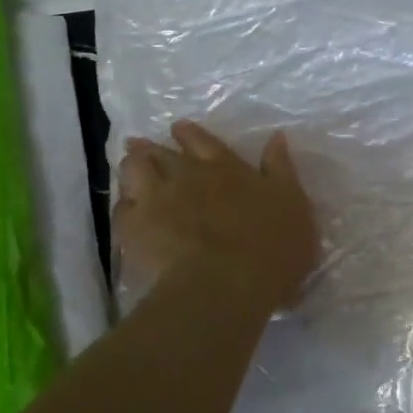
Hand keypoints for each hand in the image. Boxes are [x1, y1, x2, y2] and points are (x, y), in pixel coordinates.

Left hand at [117, 121, 318, 316]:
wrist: (227, 284)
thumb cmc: (271, 245)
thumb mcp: (292, 202)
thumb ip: (280, 169)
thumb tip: (276, 137)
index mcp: (225, 167)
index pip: (202, 141)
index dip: (188, 134)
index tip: (178, 128)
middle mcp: (187, 175)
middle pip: (160, 153)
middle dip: (150, 147)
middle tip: (140, 144)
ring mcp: (157, 200)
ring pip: (134, 172)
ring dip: (131, 168)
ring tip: (129, 170)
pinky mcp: (134, 230)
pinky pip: (120, 210)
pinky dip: (123, 207)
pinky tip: (126, 212)